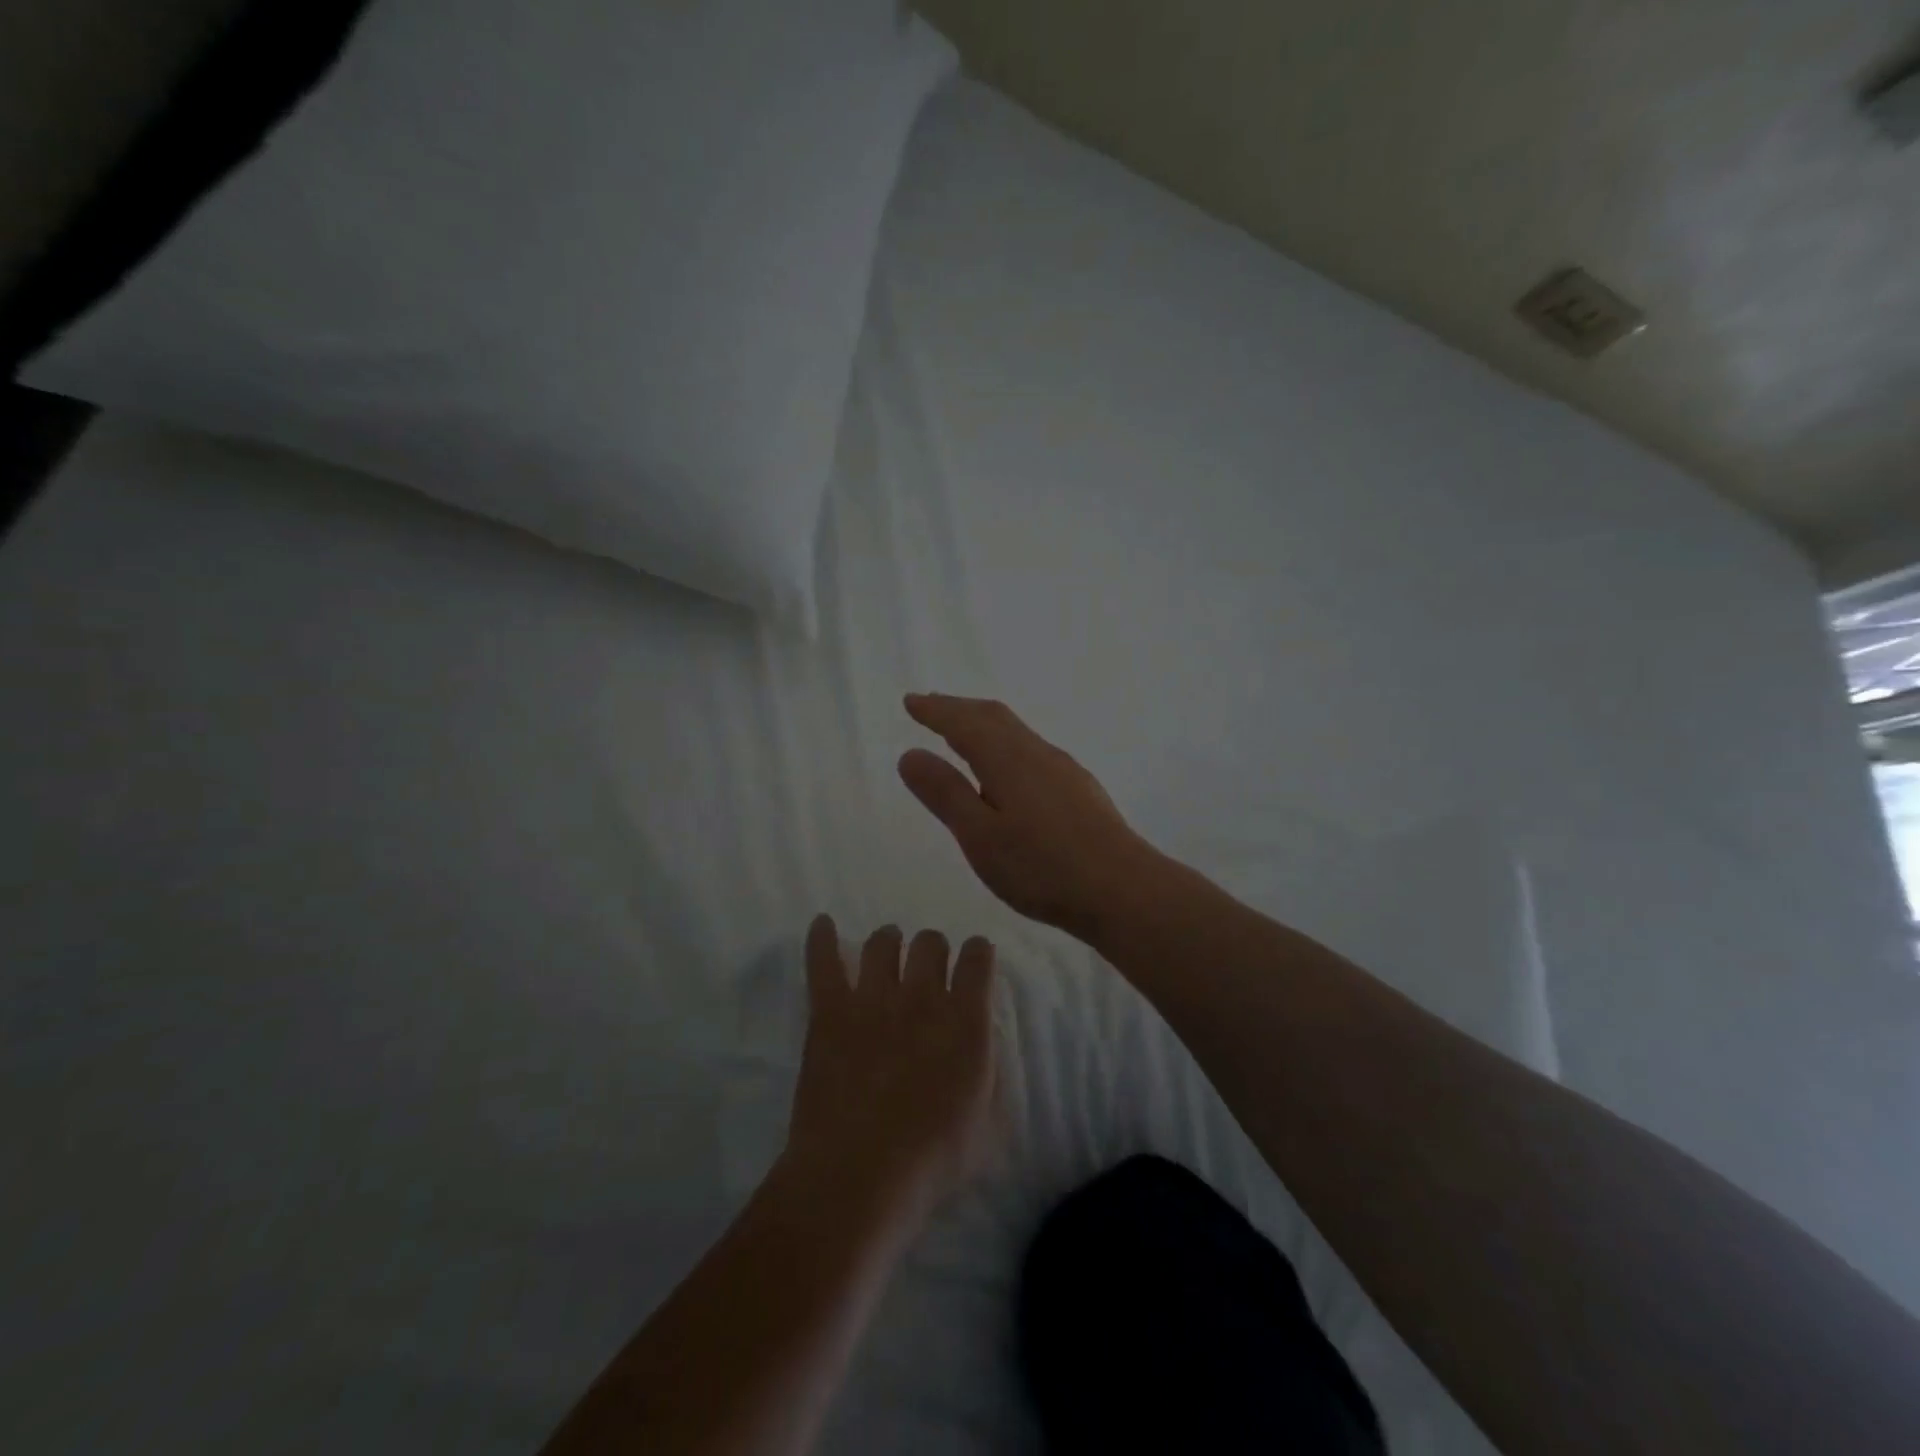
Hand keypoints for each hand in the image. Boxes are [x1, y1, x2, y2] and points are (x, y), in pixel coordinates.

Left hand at [782, 916, 997, 1225]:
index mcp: (966, 1020)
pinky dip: (822, 938)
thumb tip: (980, 1041)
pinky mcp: (830, 1010)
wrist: (859, 1176)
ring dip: (889, 943)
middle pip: (930, 942)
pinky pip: (824, 961)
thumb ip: (989, 1070)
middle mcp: (922, 996)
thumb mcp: (987, 1122)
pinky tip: (822, 924)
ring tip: (887, 952)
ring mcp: (872, 998)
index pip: (978, 958)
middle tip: (927, 971)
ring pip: (883, 941)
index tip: (974, 961)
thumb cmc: (932, 1161)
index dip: (978, 954)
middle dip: (933, 950)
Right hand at [897, 693, 1159, 939]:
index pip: (965, 722)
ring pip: (1016, 732)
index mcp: (1008, 759)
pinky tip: (1007, 771)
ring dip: (984, 724)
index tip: (910, 702)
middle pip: (994, 717)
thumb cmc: (1042, 867)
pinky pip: (1031, 749)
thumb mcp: (980, 836)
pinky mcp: (1079, 789)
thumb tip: (911, 754)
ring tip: (962, 734)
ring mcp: (1063, 770)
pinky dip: (1005, 744)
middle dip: (959, 708)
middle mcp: (1037, 753)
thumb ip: (946, 793)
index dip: (935, 710)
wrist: (1122, 890)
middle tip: (931, 706)